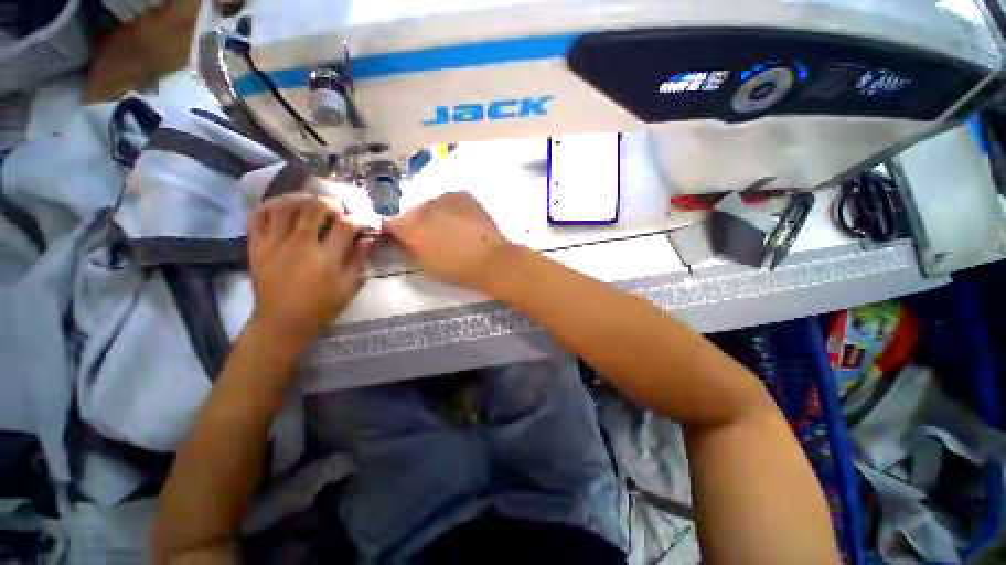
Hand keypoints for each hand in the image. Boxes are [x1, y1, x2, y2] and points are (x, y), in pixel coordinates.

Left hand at [247, 194, 367, 346]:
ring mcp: (274, 244)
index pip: (345, 226)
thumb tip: (366, 239)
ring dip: (300, 199)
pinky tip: (280, 207)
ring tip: (309, 204)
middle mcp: (299, 245)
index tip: (364, 221)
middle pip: (313, 208)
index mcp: (326, 258)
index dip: (358, 219)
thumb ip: (358, 261)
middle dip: (329, 203)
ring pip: (284, 206)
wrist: (282, 322)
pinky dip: (268, 206)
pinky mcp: (256, 247)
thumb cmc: (321, 307)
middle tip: (335, 209)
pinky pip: (257, 217)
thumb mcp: (348, 288)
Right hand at [383, 191, 512, 291]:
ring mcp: (444, 198)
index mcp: (411, 230)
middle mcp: (424, 208)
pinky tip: (459, 222)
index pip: (392, 224)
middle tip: (428, 236)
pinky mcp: (463, 195)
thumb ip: (410, 250)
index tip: (401, 240)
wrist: (491, 261)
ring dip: (433, 214)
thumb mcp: (426, 266)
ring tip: (447, 229)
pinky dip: (450, 209)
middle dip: (416, 223)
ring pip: (430, 205)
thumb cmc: (457, 270)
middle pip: (412, 212)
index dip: (395, 232)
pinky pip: (449, 201)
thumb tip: (404, 240)